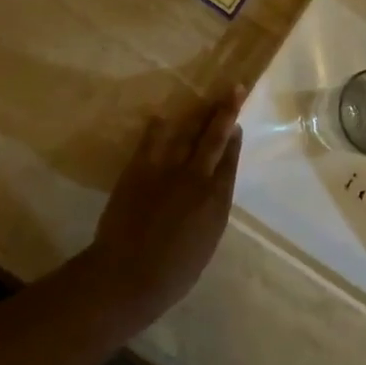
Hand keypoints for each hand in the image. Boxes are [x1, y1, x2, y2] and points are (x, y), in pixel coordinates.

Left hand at [82, 89, 244, 326]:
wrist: (128, 275)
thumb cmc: (172, 273)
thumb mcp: (205, 244)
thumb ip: (210, 213)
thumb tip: (211, 193)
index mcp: (216, 201)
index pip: (229, 162)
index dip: (234, 141)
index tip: (237, 125)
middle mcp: (197, 178)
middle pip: (214, 138)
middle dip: (226, 112)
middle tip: (235, 88)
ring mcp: (168, 170)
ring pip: (187, 133)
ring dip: (198, 113)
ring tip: (207, 97)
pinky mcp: (140, 169)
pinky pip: (152, 140)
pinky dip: (159, 128)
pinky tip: (162, 117)